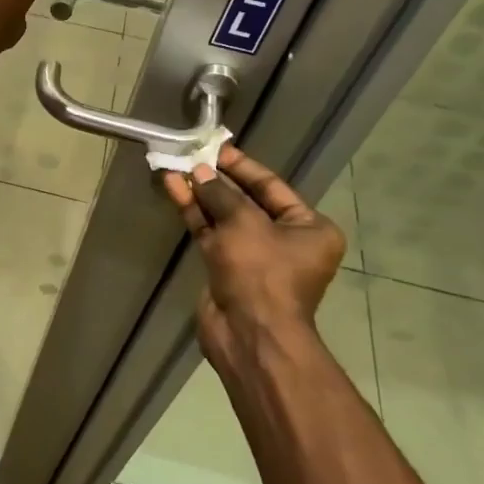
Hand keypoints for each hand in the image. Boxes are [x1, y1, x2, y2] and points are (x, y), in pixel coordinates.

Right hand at [163, 146, 346, 368]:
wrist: (249, 335)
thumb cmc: (261, 273)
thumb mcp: (244, 223)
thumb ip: (220, 194)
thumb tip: (200, 172)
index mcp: (309, 228)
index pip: (272, 187)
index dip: (243, 166)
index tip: (217, 149)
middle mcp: (285, 240)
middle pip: (246, 201)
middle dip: (217, 180)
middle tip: (192, 156)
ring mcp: (254, 256)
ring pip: (224, 217)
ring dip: (200, 194)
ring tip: (175, 168)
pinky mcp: (226, 269)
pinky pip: (211, 234)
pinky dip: (194, 214)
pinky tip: (174, 190)